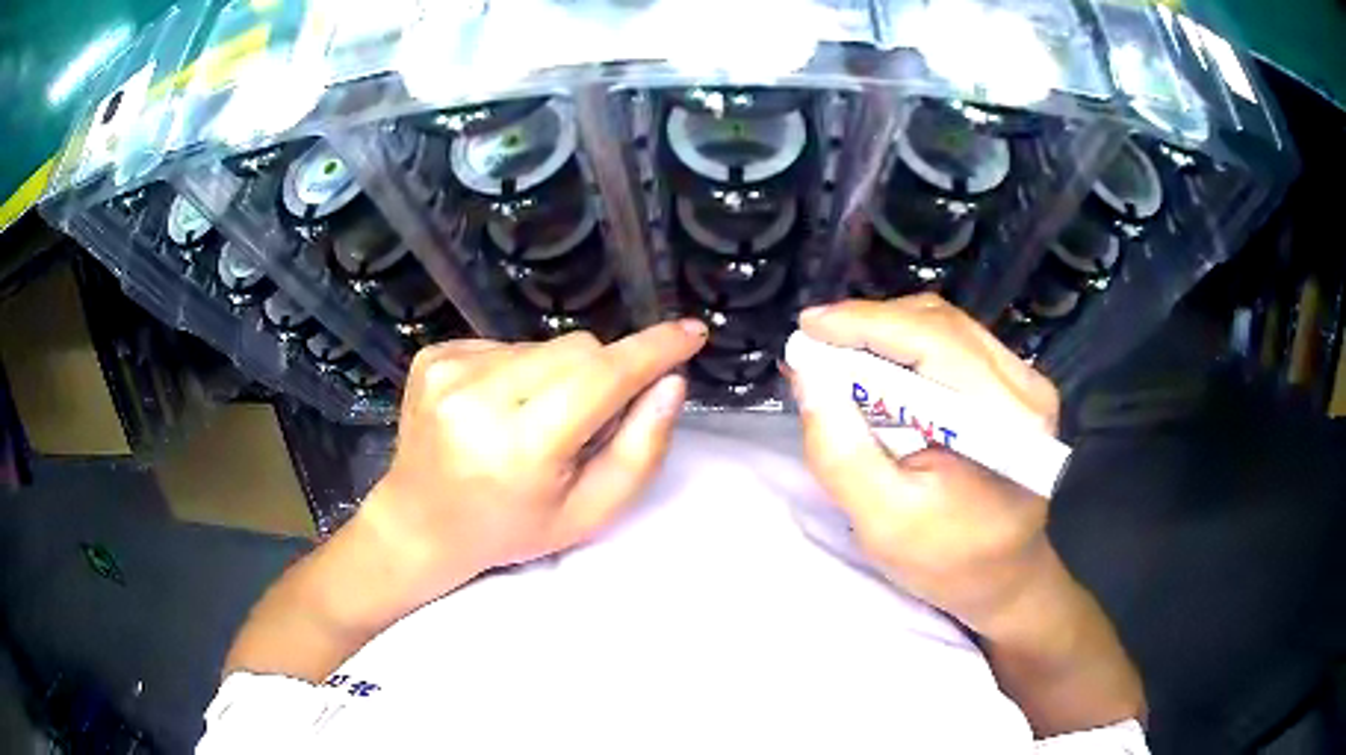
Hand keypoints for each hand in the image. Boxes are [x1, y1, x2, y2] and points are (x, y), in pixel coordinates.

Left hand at [360, 320, 707, 605]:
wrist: (420, 523)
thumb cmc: (511, 528)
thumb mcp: (588, 512)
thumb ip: (640, 449)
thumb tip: (670, 381)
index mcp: (520, 446)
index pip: (601, 377)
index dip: (653, 350)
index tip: (691, 332)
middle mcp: (477, 396)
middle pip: (577, 349)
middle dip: (601, 373)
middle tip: (585, 419)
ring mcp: (448, 370)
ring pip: (543, 343)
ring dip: (557, 373)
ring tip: (532, 419)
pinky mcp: (433, 355)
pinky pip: (505, 343)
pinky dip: (519, 370)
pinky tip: (498, 408)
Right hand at [784, 294, 1060, 633]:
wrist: (1003, 577)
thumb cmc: (947, 560)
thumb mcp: (883, 521)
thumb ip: (842, 452)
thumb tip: (808, 375)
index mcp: (1006, 422)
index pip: (934, 343)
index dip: (866, 323)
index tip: (807, 326)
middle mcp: (1026, 387)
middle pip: (939, 324)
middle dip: (870, 324)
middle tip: (815, 343)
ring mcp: (1025, 382)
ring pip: (945, 327)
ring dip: (885, 332)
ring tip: (837, 353)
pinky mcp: (1016, 386)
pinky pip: (954, 344)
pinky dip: (906, 346)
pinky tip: (875, 366)